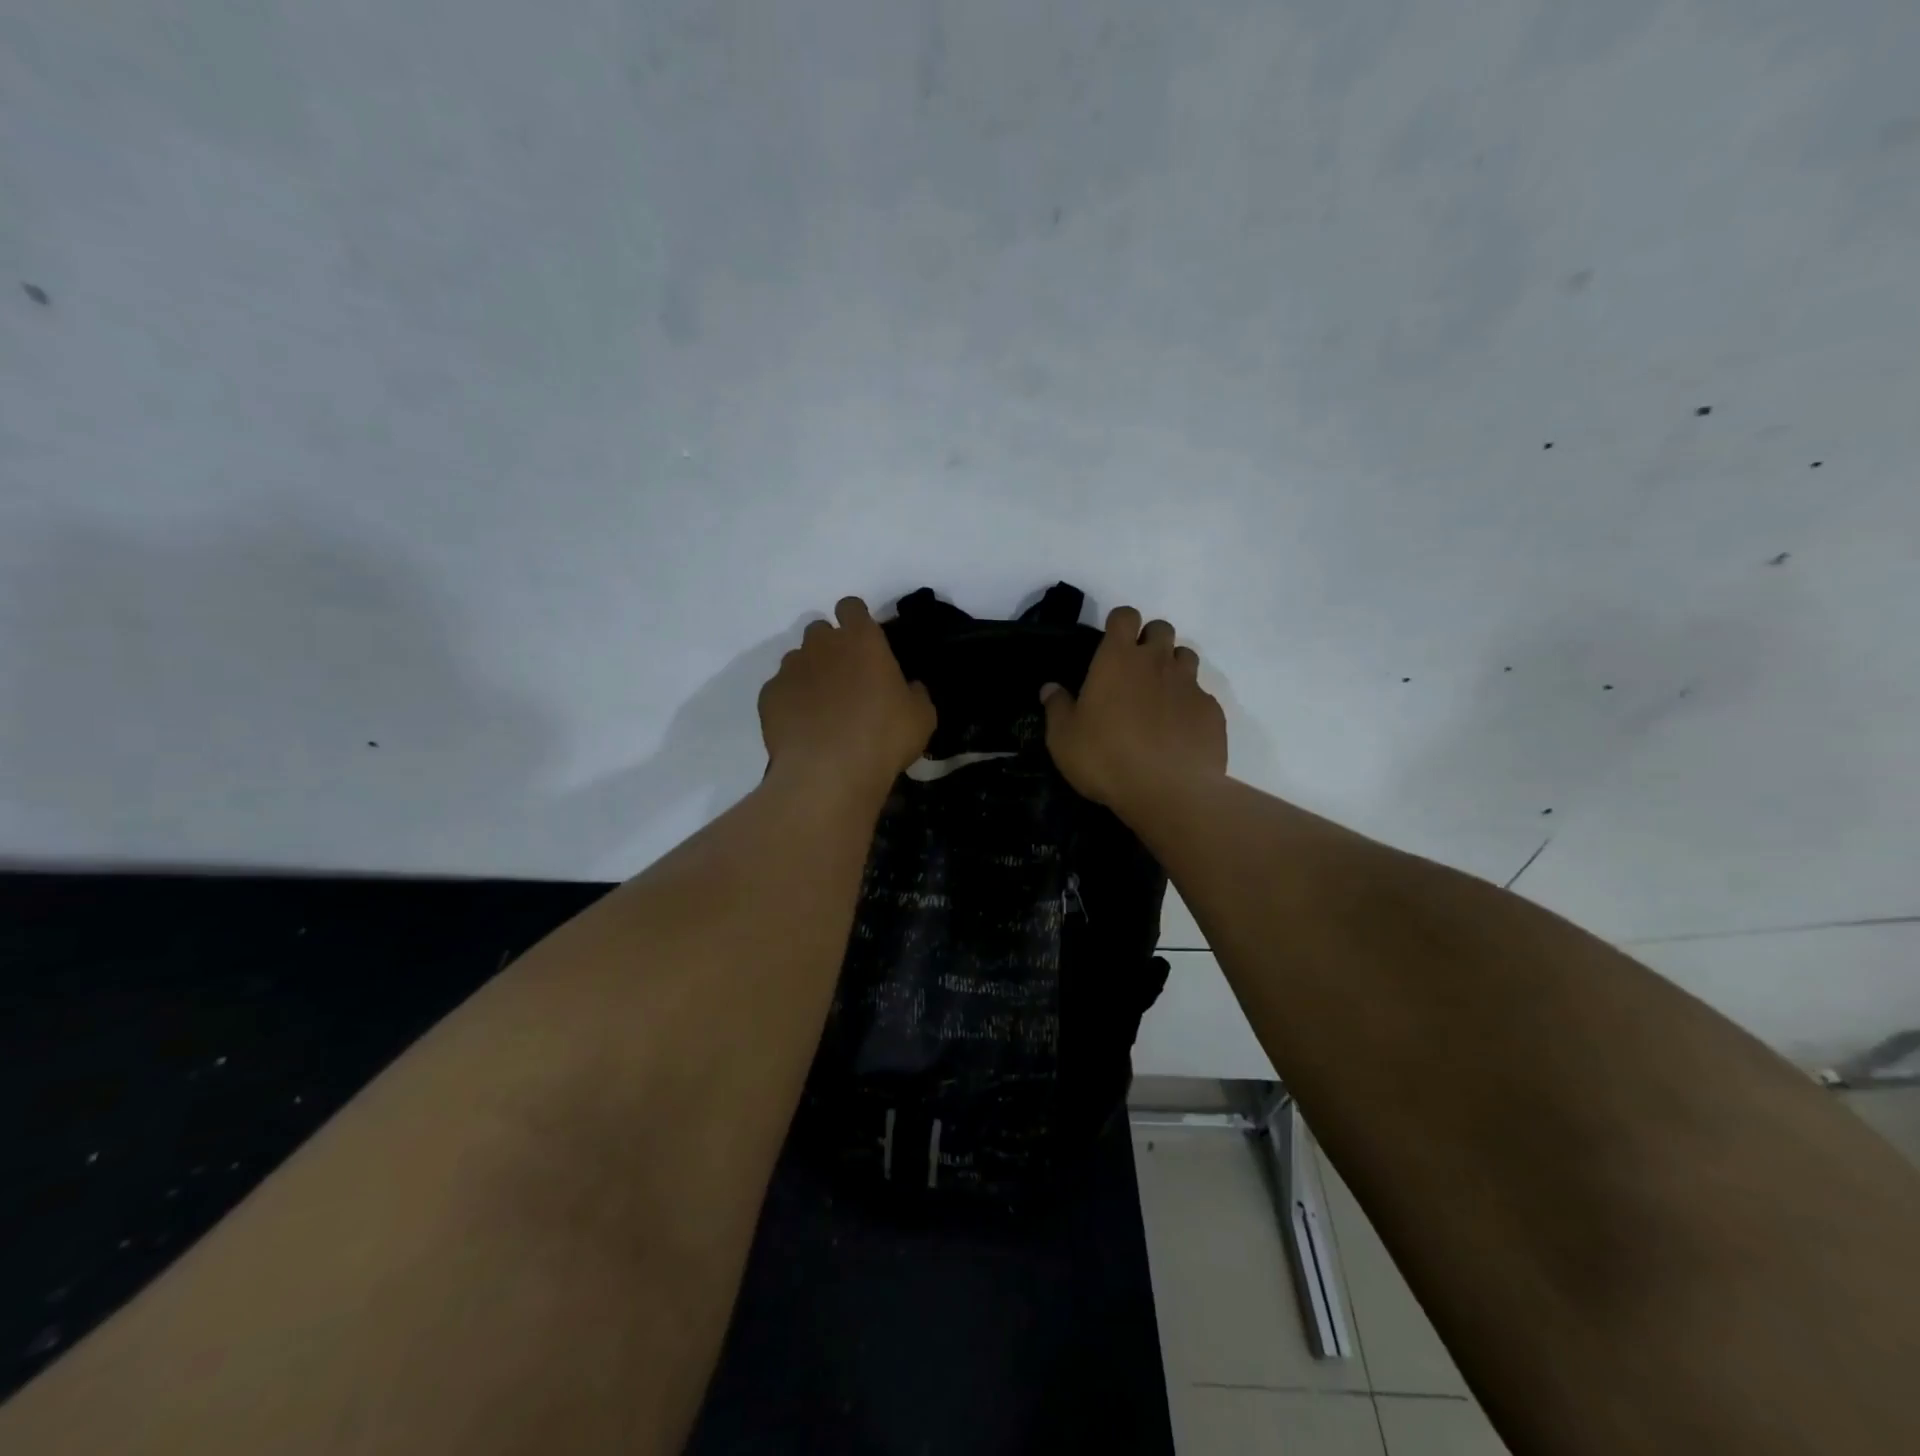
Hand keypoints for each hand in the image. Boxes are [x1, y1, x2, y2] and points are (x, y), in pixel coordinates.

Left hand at [758, 597, 935, 797]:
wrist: (828, 773)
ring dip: (809, 674)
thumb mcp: (921, 717)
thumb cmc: (884, 737)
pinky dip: (789, 702)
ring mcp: (790, 668)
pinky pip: (780, 690)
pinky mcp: (768, 696)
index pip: (852, 607)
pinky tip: (802, 727)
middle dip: (830, 647)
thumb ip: (915, 693)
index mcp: (862, 640)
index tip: (865, 643)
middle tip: (846, 679)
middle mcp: (822, 644)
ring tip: (822, 708)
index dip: (857, 620)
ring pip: (797, 659)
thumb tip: (909, 687)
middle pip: (820, 630)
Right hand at [1041, 606, 1227, 811]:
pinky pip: (1201, 696)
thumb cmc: (1105, 758)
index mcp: (1118, 659)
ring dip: (1172, 668)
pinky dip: (1189, 705)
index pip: (1125, 616)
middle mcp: (1157, 662)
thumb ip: (1057, 707)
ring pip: (1186, 657)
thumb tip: (1050, 688)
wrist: (1169, 791)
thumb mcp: (1064, 738)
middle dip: (1150, 641)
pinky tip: (1178, 731)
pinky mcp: (1212, 711)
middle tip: (1135, 671)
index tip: (1111, 643)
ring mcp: (1190, 685)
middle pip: (1161, 629)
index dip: (1119, 624)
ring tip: (1158, 698)